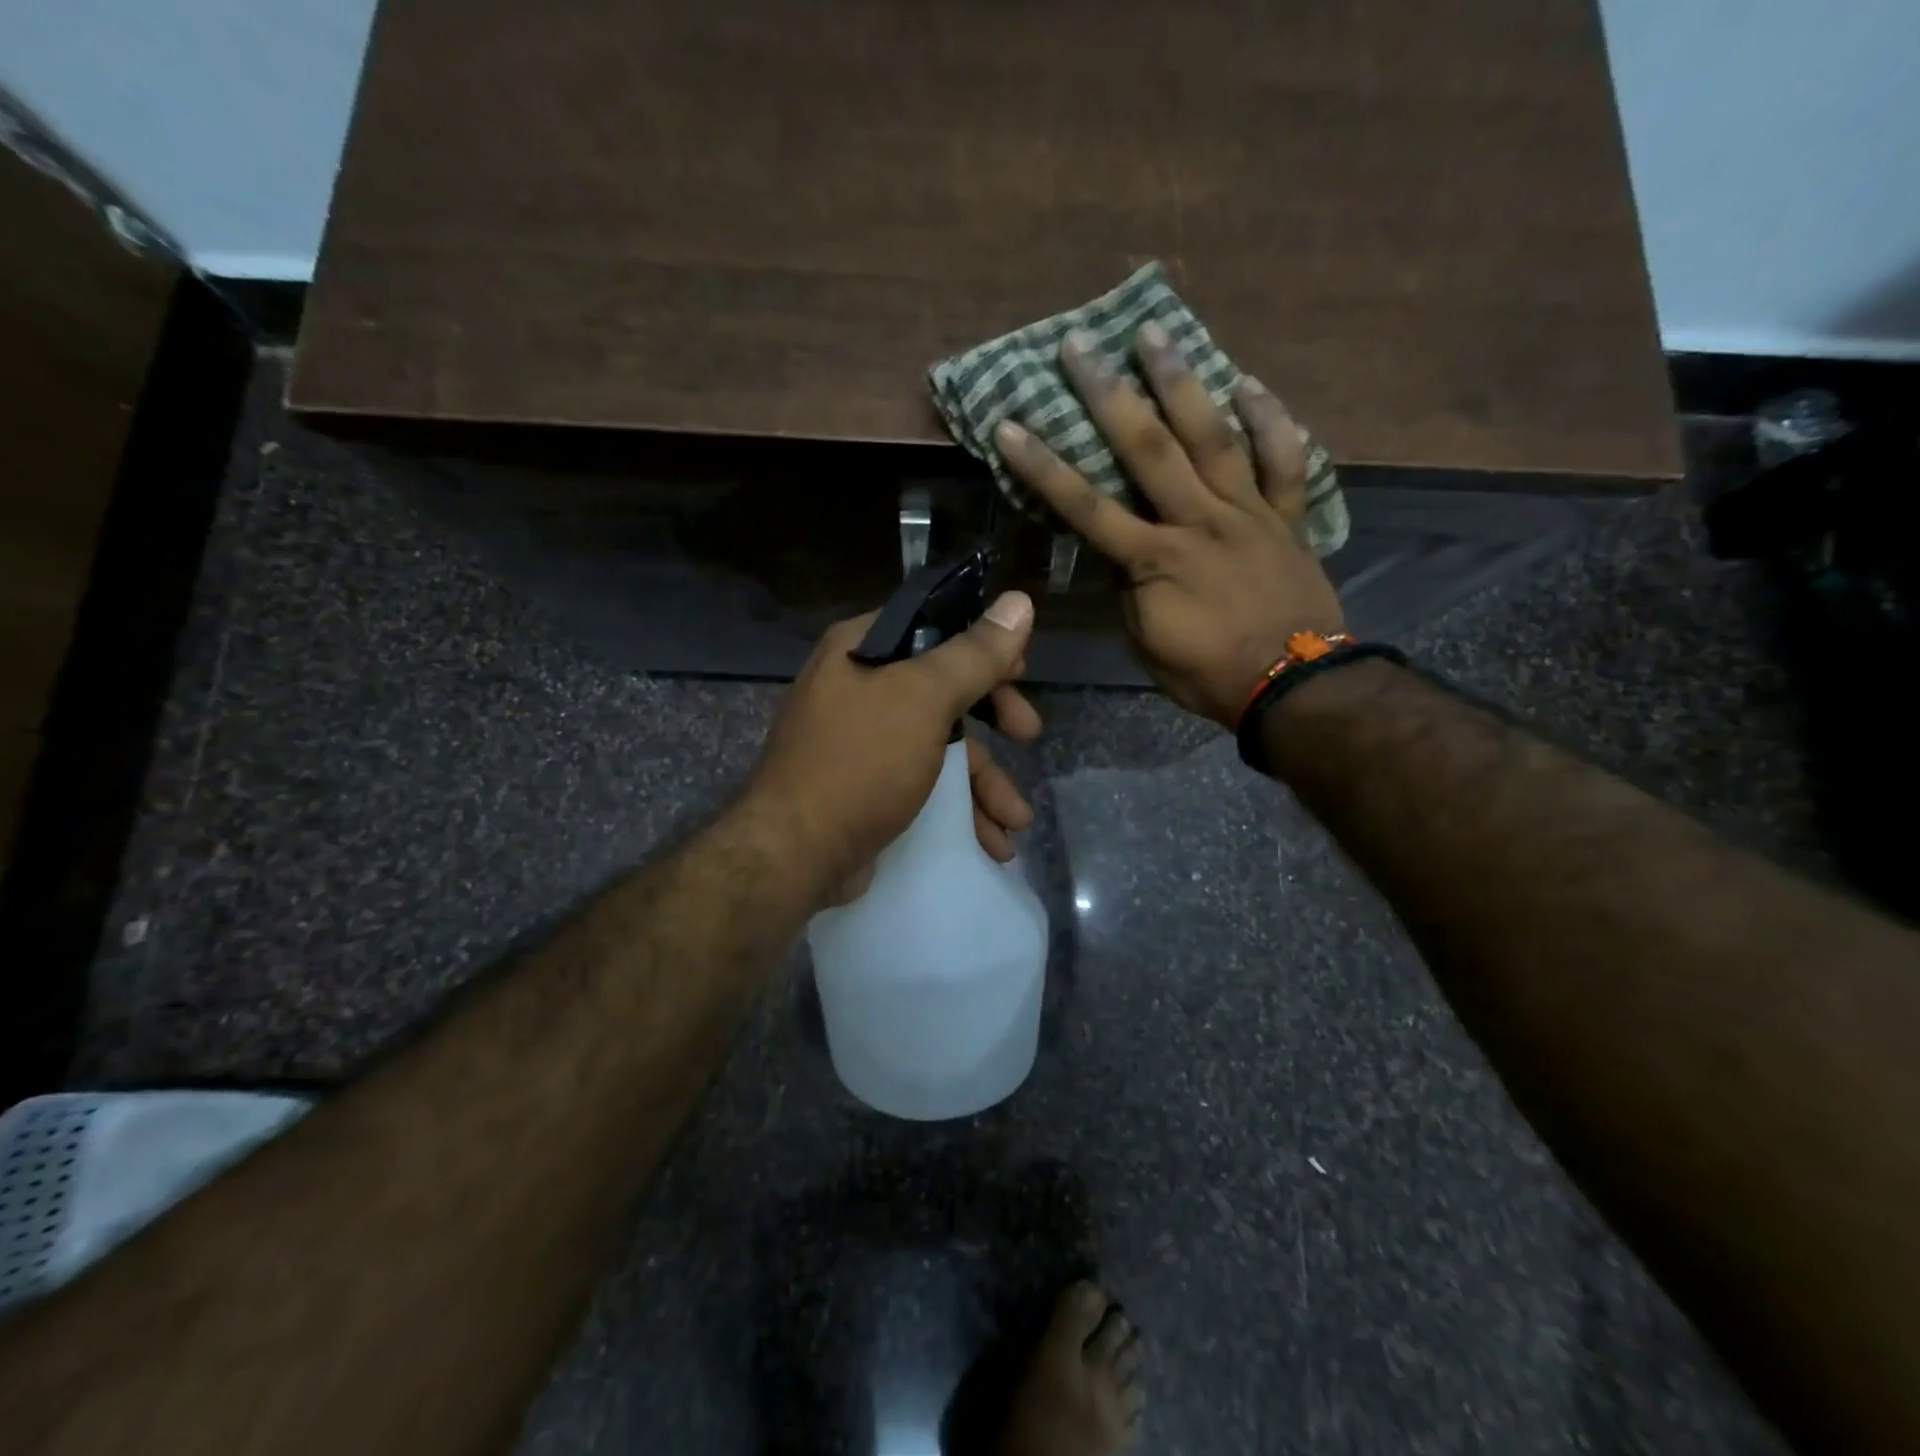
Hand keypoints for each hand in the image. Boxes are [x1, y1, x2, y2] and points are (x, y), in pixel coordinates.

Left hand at [744, 592, 1041, 905]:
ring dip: (985, 782)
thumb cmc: (860, 761)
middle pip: (944, 689)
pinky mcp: (867, 787)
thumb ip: (975, 654)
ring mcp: (861, 741)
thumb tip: (1020, 602)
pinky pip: (925, 784)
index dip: (982, 644)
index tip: (1020, 669)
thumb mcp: (924, 699)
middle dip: (994, 718)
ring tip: (1017, 821)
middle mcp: (857, 687)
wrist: (795, 854)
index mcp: (861, 650)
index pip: (934, 626)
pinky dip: (959, 809)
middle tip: (1029, 733)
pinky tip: (992, 843)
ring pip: (940, 745)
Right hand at [994, 323, 1344, 727]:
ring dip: (1181, 382)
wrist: (1294, 686)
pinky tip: (1249, 383)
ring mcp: (1247, 513)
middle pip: (1147, 449)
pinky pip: (1284, 461)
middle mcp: (1197, 521)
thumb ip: (1129, 592)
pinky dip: (1271, 420)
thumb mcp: (1147, 644)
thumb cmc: (1209, 675)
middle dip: (1107, 395)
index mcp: (1153, 560)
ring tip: (1156, 333)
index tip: (1011, 425)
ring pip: (1213, 436)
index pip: (1086, 507)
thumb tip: (1117, 553)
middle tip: (1080, 345)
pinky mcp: (1287, 517)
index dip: (1044, 467)